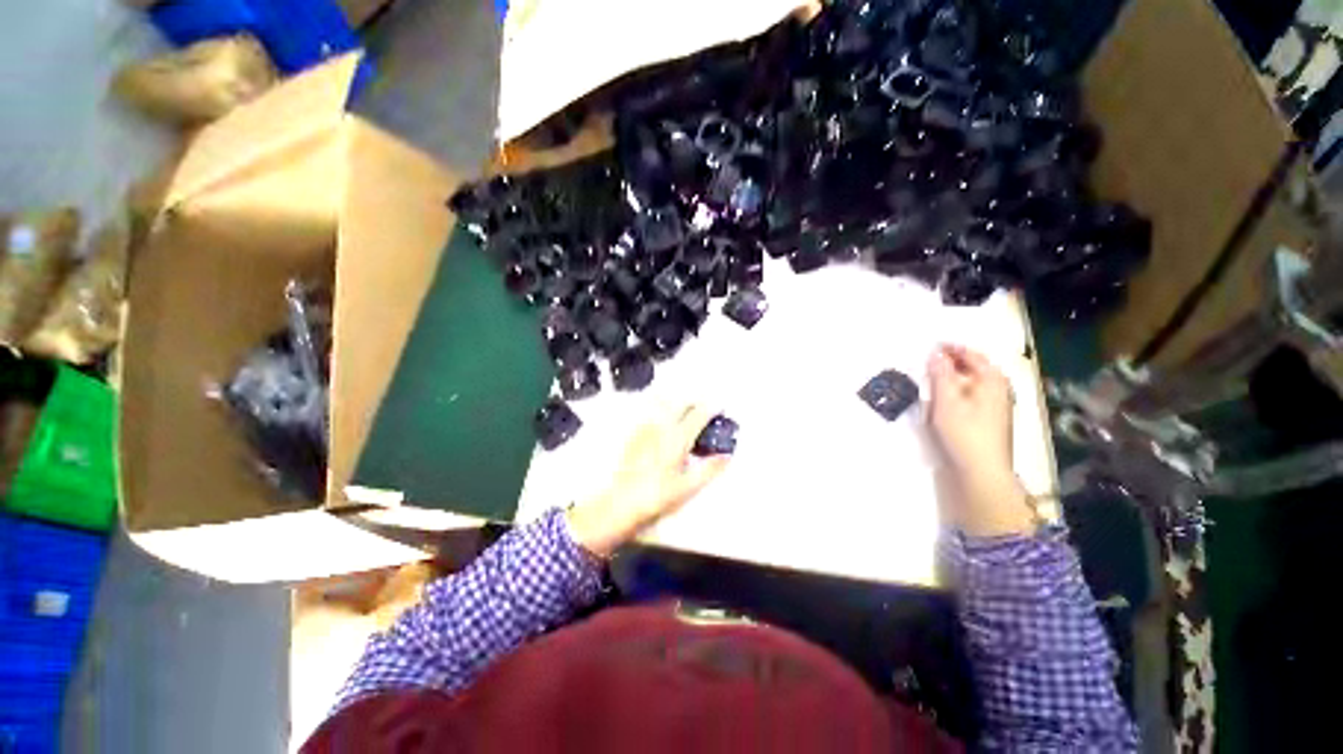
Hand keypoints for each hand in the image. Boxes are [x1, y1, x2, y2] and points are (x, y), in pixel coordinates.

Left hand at [566, 406, 730, 556]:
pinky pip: (653, 414)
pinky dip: (664, 413)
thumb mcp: (689, 486)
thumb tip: (727, 455)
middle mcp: (662, 426)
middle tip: (705, 411)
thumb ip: (710, 468)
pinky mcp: (635, 434)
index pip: (699, 414)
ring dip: (680, 405)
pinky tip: (666, 427)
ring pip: (666, 405)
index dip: (712, 408)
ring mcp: (646, 428)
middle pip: (682, 402)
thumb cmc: (658, 496)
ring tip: (687, 416)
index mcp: (678, 437)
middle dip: (696, 402)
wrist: (621, 502)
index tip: (721, 407)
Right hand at [927, 344, 1034, 536]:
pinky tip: (942, 398)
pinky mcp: (988, 421)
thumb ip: (940, 373)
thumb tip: (936, 353)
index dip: (951, 348)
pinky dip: (956, 391)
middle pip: (974, 368)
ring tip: (930, 377)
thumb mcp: (946, 399)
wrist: (981, 472)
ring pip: (971, 383)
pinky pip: (970, 396)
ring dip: (952, 377)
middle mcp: (998, 389)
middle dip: (951, 362)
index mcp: (992, 380)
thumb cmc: (963, 432)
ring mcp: (995, 407)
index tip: (930, 344)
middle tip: (927, 360)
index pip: (971, 354)